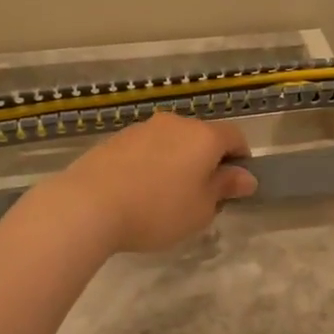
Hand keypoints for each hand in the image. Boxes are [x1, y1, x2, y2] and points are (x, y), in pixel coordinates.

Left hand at [41, 113, 256, 252]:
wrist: (89, 204)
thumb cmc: (158, 210)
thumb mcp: (201, 209)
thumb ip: (225, 188)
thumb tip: (245, 177)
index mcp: (203, 136)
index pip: (235, 136)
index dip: (241, 158)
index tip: (237, 184)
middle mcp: (175, 123)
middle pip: (201, 137)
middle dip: (207, 161)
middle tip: (202, 195)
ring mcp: (142, 128)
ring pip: (172, 142)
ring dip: (177, 161)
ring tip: (165, 197)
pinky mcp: (116, 139)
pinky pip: (146, 149)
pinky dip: (151, 164)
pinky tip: (138, 192)